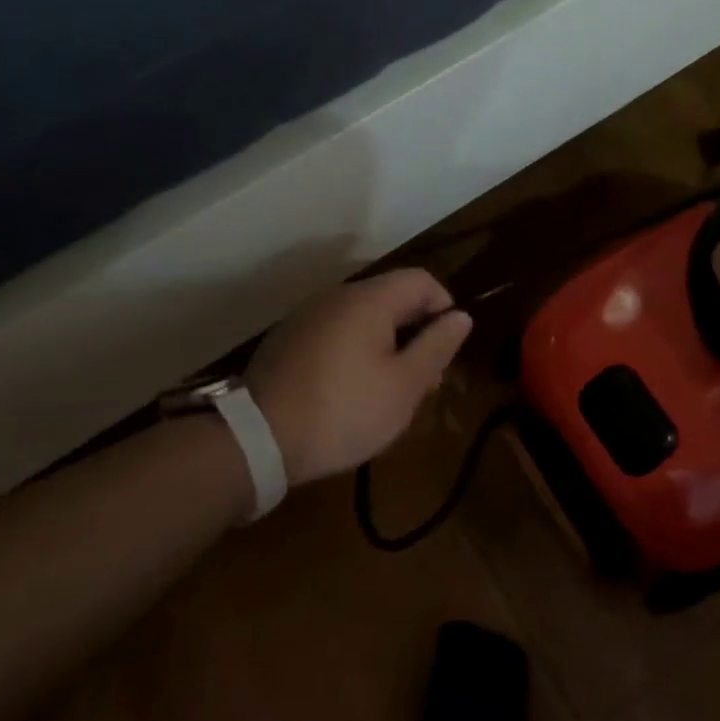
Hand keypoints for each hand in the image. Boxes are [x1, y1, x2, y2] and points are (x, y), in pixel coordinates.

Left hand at [246, 269, 472, 484]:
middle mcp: (336, 297)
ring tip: (391, 391)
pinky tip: (353, 392)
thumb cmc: (344, 410)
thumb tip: (461, 316)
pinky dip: (356, 352)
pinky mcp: (287, 341)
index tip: (446, 350)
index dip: (444, 307)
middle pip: (392, 298)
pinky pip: (336, 334)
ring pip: (363, 319)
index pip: (421, 280)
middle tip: (425, 381)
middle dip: (416, 333)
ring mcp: (307, 317)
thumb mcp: (404, 385)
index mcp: (368, 300)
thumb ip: (436, 346)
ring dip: (387, 346)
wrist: (257, 440)